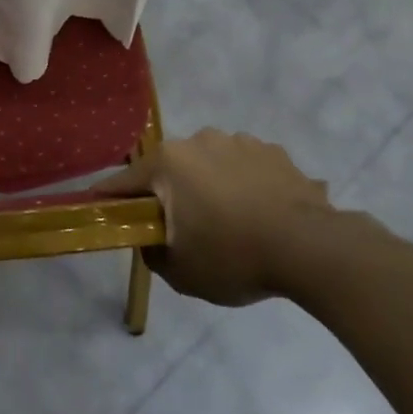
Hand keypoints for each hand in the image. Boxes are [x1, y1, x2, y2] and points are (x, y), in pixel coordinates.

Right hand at [96, 130, 379, 306]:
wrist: (312, 249)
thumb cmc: (234, 256)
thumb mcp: (181, 272)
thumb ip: (153, 253)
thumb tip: (151, 240)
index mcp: (168, 163)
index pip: (124, 181)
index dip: (110, 198)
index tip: (100, 208)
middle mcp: (199, 141)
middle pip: (171, 169)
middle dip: (171, 194)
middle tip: (183, 228)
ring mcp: (240, 142)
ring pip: (210, 165)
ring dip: (211, 186)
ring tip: (231, 222)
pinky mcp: (274, 152)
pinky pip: (246, 167)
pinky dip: (245, 185)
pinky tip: (261, 214)